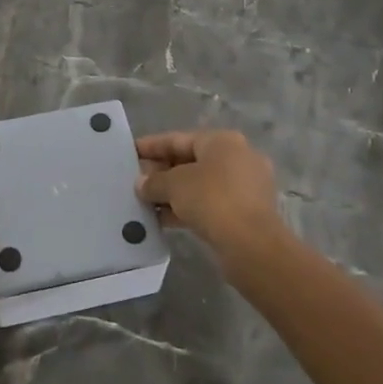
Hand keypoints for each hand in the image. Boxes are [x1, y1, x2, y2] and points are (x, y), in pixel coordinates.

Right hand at [136, 129, 287, 270]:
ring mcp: (245, 187)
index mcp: (223, 141)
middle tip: (136, 181)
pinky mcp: (246, 213)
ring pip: (200, 185)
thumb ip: (154, 181)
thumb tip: (141, 184)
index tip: (130, 151)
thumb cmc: (212, 199)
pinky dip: (187, 208)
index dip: (152, 146)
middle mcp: (238, 158)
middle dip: (162, 172)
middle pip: (191, 161)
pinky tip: (163, 219)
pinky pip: (210, 204)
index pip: (179, 139)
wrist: (252, 244)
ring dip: (173, 193)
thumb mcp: (174, 185)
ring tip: (145, 202)